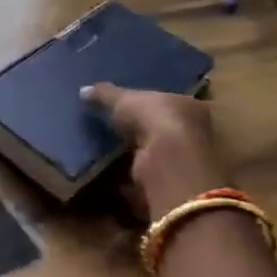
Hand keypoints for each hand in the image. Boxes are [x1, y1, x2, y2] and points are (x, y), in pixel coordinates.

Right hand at [81, 84, 228, 219]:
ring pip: (153, 157)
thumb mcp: (125, 99)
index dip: (149, 104)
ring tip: (103, 154)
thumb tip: (83, 90)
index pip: (168, 102)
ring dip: (132, 158)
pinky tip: (106, 179)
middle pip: (161, 131)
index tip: (127, 107)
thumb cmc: (155, 119)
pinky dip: (126, 182)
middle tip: (112, 131)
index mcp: (189, 106)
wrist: (168, 162)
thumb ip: (105, 94)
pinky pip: (142, 181)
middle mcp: (193, 134)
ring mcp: (182, 163)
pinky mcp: (167, 186)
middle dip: (140, 132)